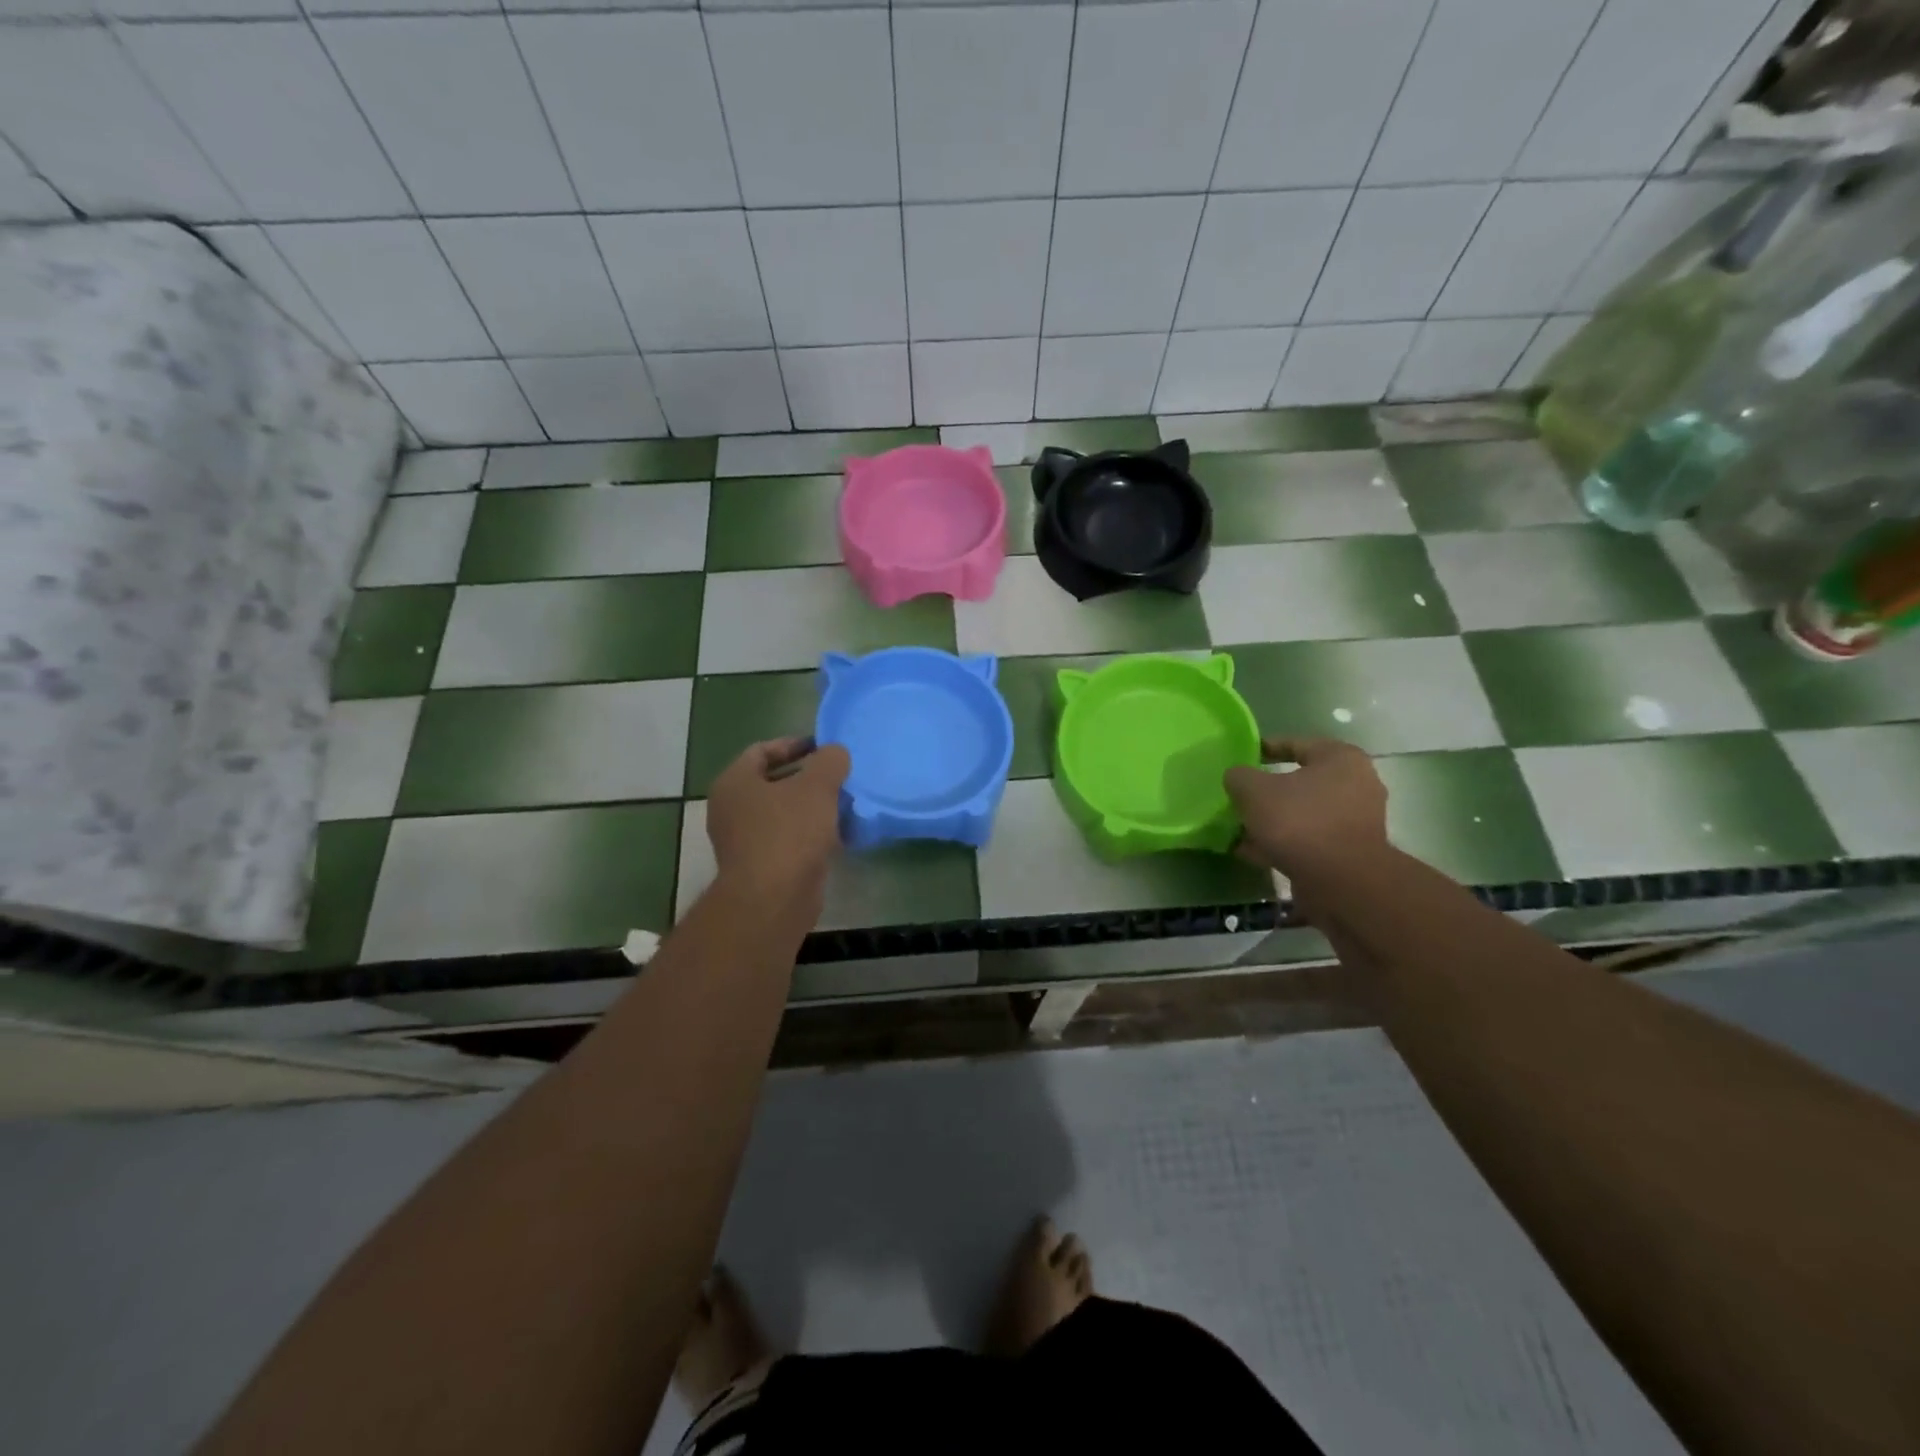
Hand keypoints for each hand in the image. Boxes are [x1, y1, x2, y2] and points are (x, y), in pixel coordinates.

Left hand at [706, 737, 849, 911]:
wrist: (774, 899)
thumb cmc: (789, 832)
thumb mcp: (817, 786)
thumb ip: (829, 761)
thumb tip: (835, 753)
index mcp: (734, 782)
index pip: (761, 750)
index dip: (794, 745)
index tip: (823, 747)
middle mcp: (732, 809)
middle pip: (773, 783)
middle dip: (807, 777)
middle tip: (839, 775)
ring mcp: (744, 841)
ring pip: (783, 813)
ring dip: (812, 807)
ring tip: (845, 802)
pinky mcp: (762, 866)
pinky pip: (790, 839)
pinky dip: (812, 833)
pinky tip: (840, 834)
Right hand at [1224, 737, 1387, 876]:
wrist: (1341, 881)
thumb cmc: (1299, 821)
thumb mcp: (1253, 790)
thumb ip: (1239, 777)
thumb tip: (1237, 778)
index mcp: (1340, 758)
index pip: (1296, 744)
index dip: (1265, 748)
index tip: (1242, 759)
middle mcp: (1356, 785)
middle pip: (1300, 782)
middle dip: (1268, 792)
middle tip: (1240, 797)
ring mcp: (1355, 821)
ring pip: (1303, 813)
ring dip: (1273, 820)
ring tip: (1240, 828)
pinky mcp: (1349, 852)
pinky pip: (1308, 839)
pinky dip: (1282, 843)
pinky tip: (1252, 852)